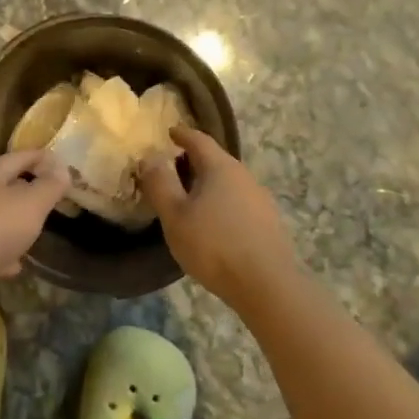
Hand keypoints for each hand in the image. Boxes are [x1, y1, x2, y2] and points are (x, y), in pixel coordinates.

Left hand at [0, 149, 71, 292]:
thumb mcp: (31, 204)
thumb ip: (49, 186)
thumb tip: (62, 169)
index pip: (16, 158)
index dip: (39, 157)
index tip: (59, 160)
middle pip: (1, 186)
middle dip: (24, 190)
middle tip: (47, 197)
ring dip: (12, 222)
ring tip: (33, 231)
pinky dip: (1, 251)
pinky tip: (14, 264)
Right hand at [139, 127, 299, 302]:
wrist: (267, 285)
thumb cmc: (214, 245)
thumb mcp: (175, 215)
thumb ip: (160, 184)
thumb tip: (150, 157)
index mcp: (220, 167)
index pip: (199, 140)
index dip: (182, 134)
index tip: (169, 132)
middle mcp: (244, 176)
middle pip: (215, 160)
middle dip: (193, 161)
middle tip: (171, 170)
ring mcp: (260, 200)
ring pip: (228, 183)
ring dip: (208, 185)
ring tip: (189, 199)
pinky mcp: (268, 223)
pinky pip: (238, 203)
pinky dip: (221, 204)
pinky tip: (212, 224)